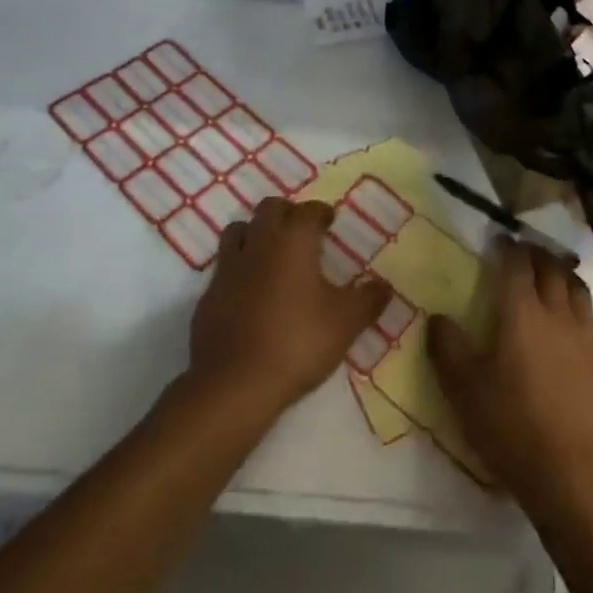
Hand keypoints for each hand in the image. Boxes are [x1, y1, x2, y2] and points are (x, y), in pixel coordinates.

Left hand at [185, 197, 390, 423]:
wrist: (234, 383)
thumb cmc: (297, 342)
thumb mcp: (345, 323)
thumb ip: (368, 300)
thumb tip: (385, 285)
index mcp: (294, 239)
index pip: (309, 210)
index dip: (321, 213)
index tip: (329, 222)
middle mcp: (259, 242)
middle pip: (270, 208)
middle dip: (286, 213)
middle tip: (301, 232)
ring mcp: (228, 267)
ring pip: (239, 230)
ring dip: (255, 233)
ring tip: (271, 254)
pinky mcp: (207, 294)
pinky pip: (224, 267)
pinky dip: (238, 269)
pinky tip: (249, 292)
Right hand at [429, 240, 592, 513]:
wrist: (570, 472)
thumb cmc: (511, 425)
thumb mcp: (464, 389)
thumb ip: (447, 347)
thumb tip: (437, 317)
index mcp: (521, 311)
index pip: (516, 263)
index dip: (507, 247)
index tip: (499, 240)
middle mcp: (556, 311)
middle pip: (550, 267)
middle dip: (535, 255)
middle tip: (523, 254)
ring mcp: (585, 332)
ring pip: (575, 286)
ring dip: (560, 274)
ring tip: (549, 278)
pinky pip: (592, 315)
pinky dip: (578, 305)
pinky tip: (571, 320)